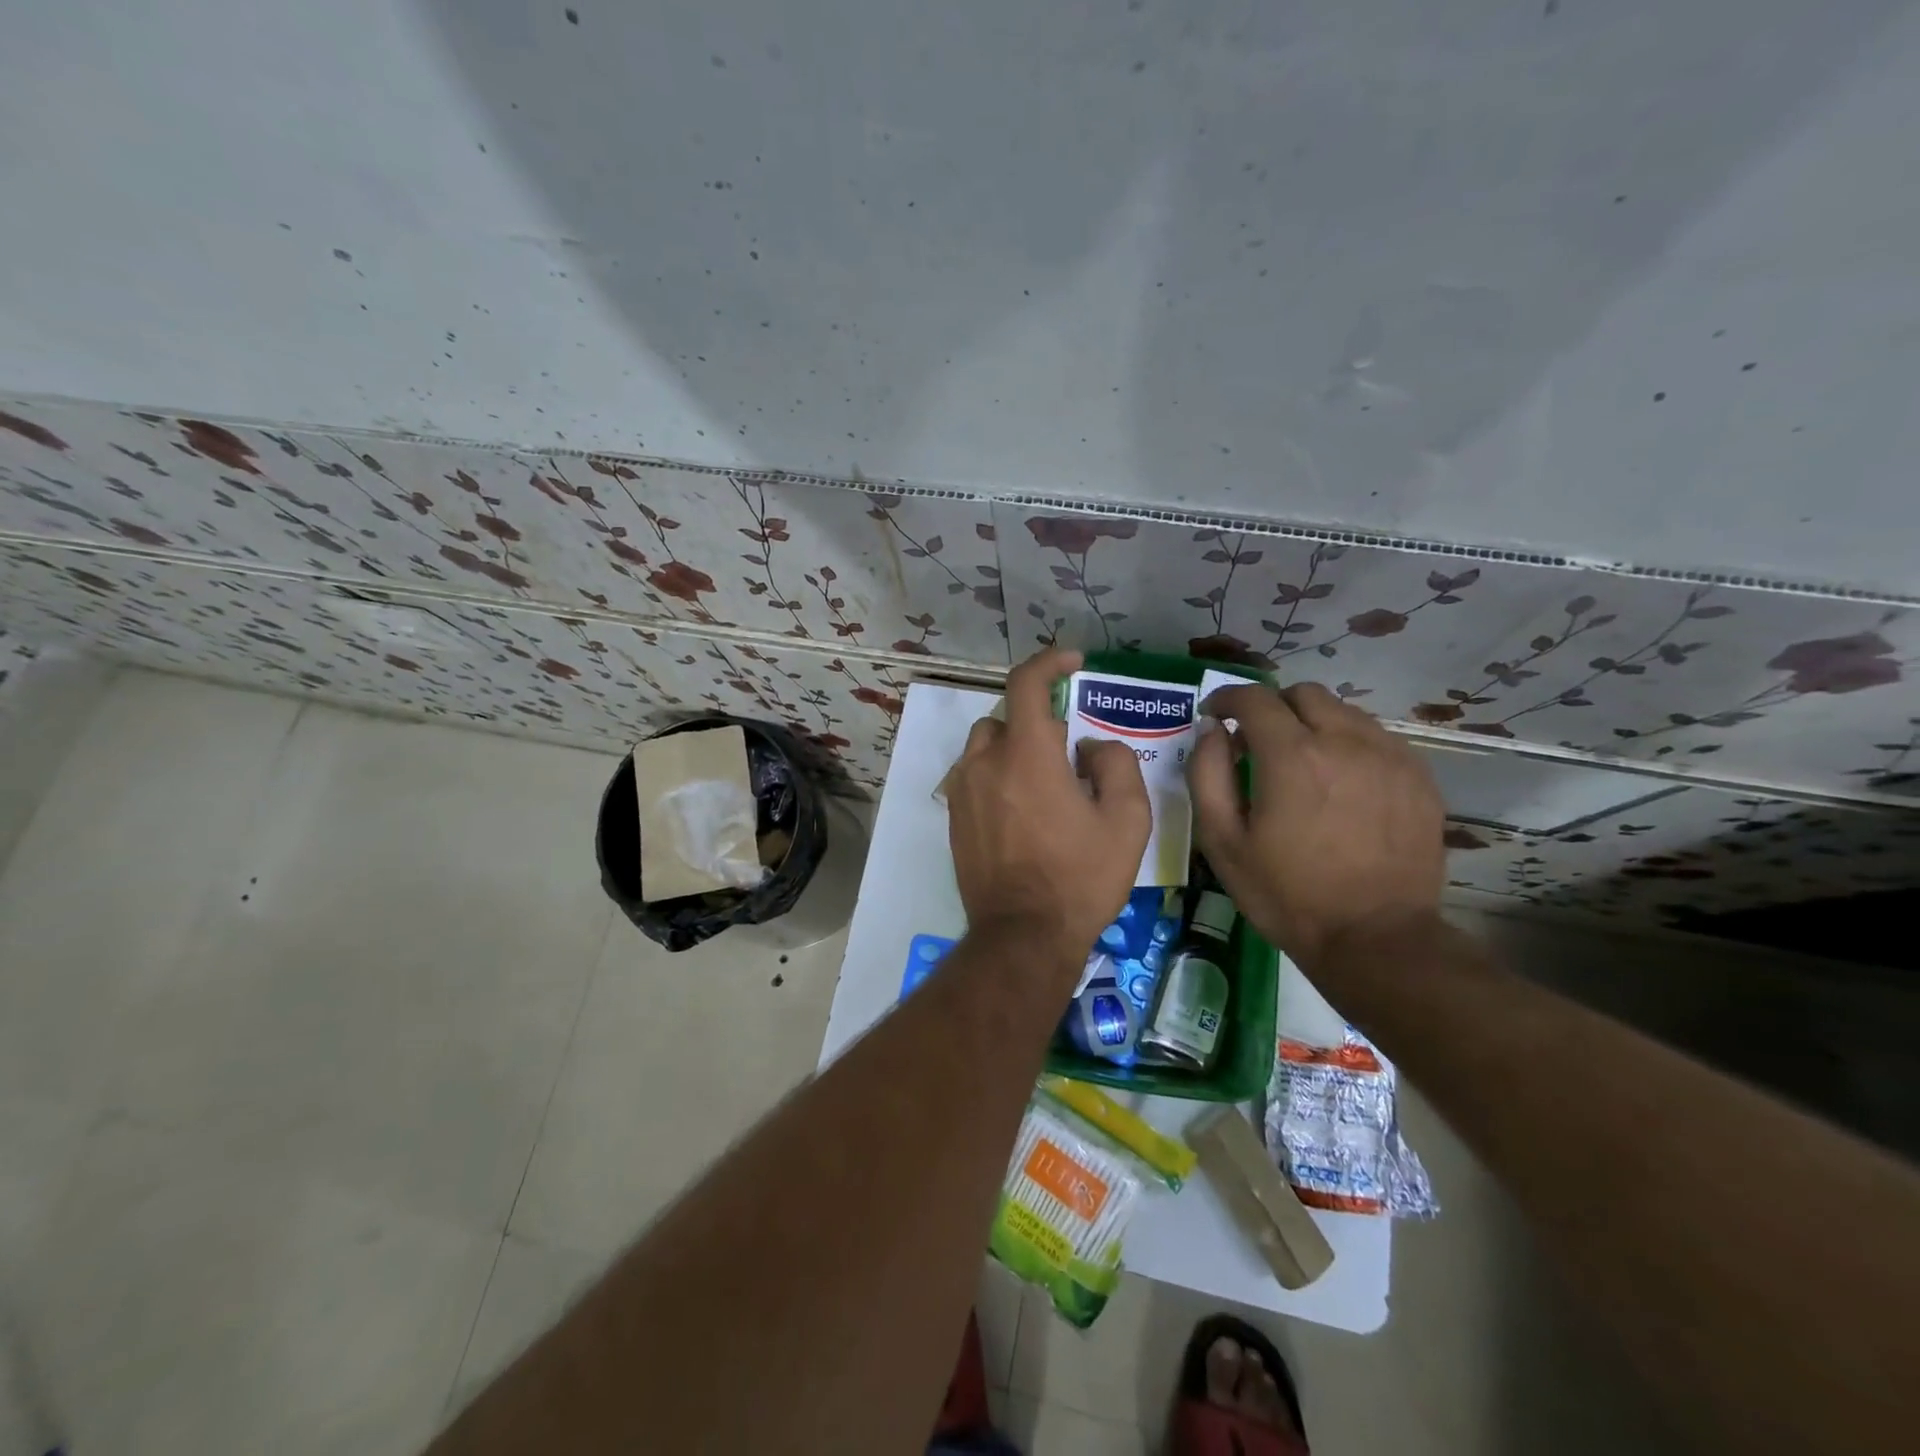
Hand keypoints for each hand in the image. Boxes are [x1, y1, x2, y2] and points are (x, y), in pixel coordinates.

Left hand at [946, 648, 1150, 976]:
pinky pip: (975, 777)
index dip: (1050, 662)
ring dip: (1015, 749)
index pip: (1027, 683)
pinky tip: (1022, 812)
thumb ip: (1115, 764)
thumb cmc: (1080, 877)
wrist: (1023, 935)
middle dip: (1039, 722)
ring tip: (1045, 784)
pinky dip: (997, 775)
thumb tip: (1089, 746)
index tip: (1073, 663)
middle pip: (1008, 717)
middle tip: (1070, 753)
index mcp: (1027, 755)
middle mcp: (985, 763)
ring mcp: (962, 791)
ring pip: (986, 746)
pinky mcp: (953, 818)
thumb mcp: (1127, 821)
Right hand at [1188, 681, 1444, 969]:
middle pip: (1303, 694)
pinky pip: (1377, 739)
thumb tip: (1211, 730)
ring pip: (1344, 712)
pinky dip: (1349, 745)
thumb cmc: (1286, 893)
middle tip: (1257, 742)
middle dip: (1272, 707)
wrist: (1375, 938)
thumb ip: (1208, 774)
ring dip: (1313, 724)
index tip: (1214, 713)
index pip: (1254, 698)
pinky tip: (1341, 784)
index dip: (1227, 698)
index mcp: (1291, 755)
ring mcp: (1390, 756)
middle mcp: (1345, 741)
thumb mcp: (1222, 841)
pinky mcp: (1419, 778)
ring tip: (1301, 764)